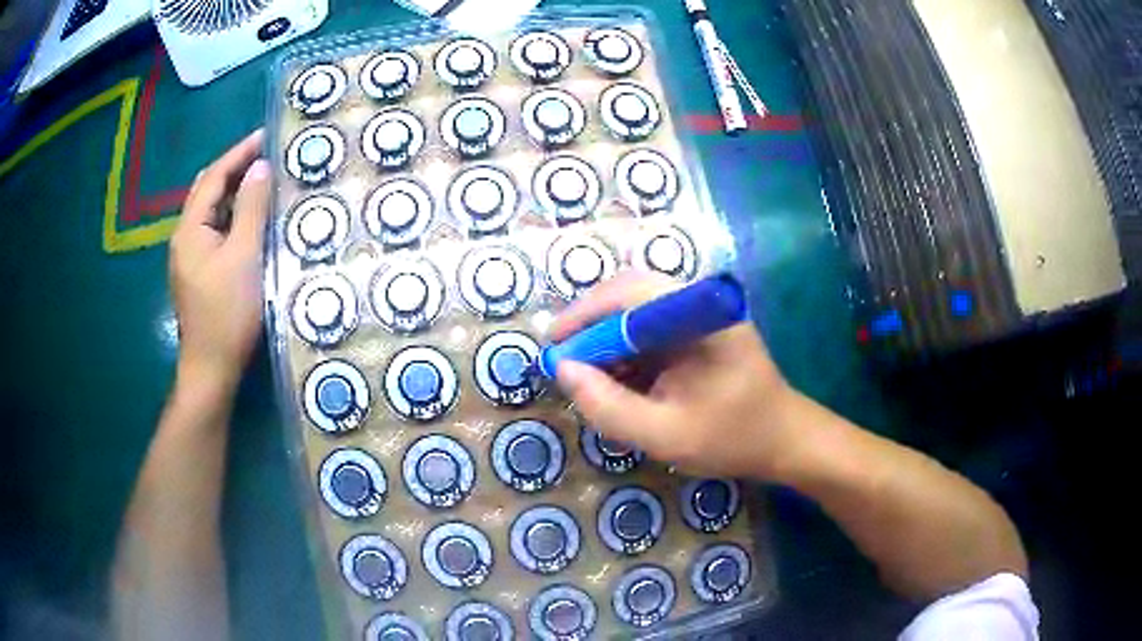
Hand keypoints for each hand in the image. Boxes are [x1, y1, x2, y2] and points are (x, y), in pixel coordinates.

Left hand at [169, 130, 270, 392]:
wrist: (211, 368)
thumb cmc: (228, 312)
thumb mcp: (244, 256)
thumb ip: (252, 208)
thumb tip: (260, 168)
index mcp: (190, 228)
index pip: (214, 177)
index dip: (239, 153)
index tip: (266, 135)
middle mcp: (183, 236)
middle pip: (207, 190)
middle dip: (234, 168)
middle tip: (265, 157)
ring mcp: (188, 256)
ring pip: (210, 211)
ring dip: (233, 192)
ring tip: (261, 181)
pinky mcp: (196, 271)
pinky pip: (212, 230)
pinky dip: (230, 215)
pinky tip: (248, 219)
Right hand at [550, 272, 803, 478]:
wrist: (784, 440)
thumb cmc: (733, 438)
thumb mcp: (664, 434)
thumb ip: (608, 406)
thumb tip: (564, 370)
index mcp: (700, 315)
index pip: (630, 292)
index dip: (584, 314)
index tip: (553, 346)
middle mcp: (699, 302)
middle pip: (630, 295)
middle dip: (591, 328)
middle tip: (565, 363)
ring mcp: (700, 315)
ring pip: (636, 312)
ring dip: (607, 341)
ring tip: (587, 378)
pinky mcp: (698, 331)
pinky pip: (650, 330)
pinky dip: (626, 353)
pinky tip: (617, 381)